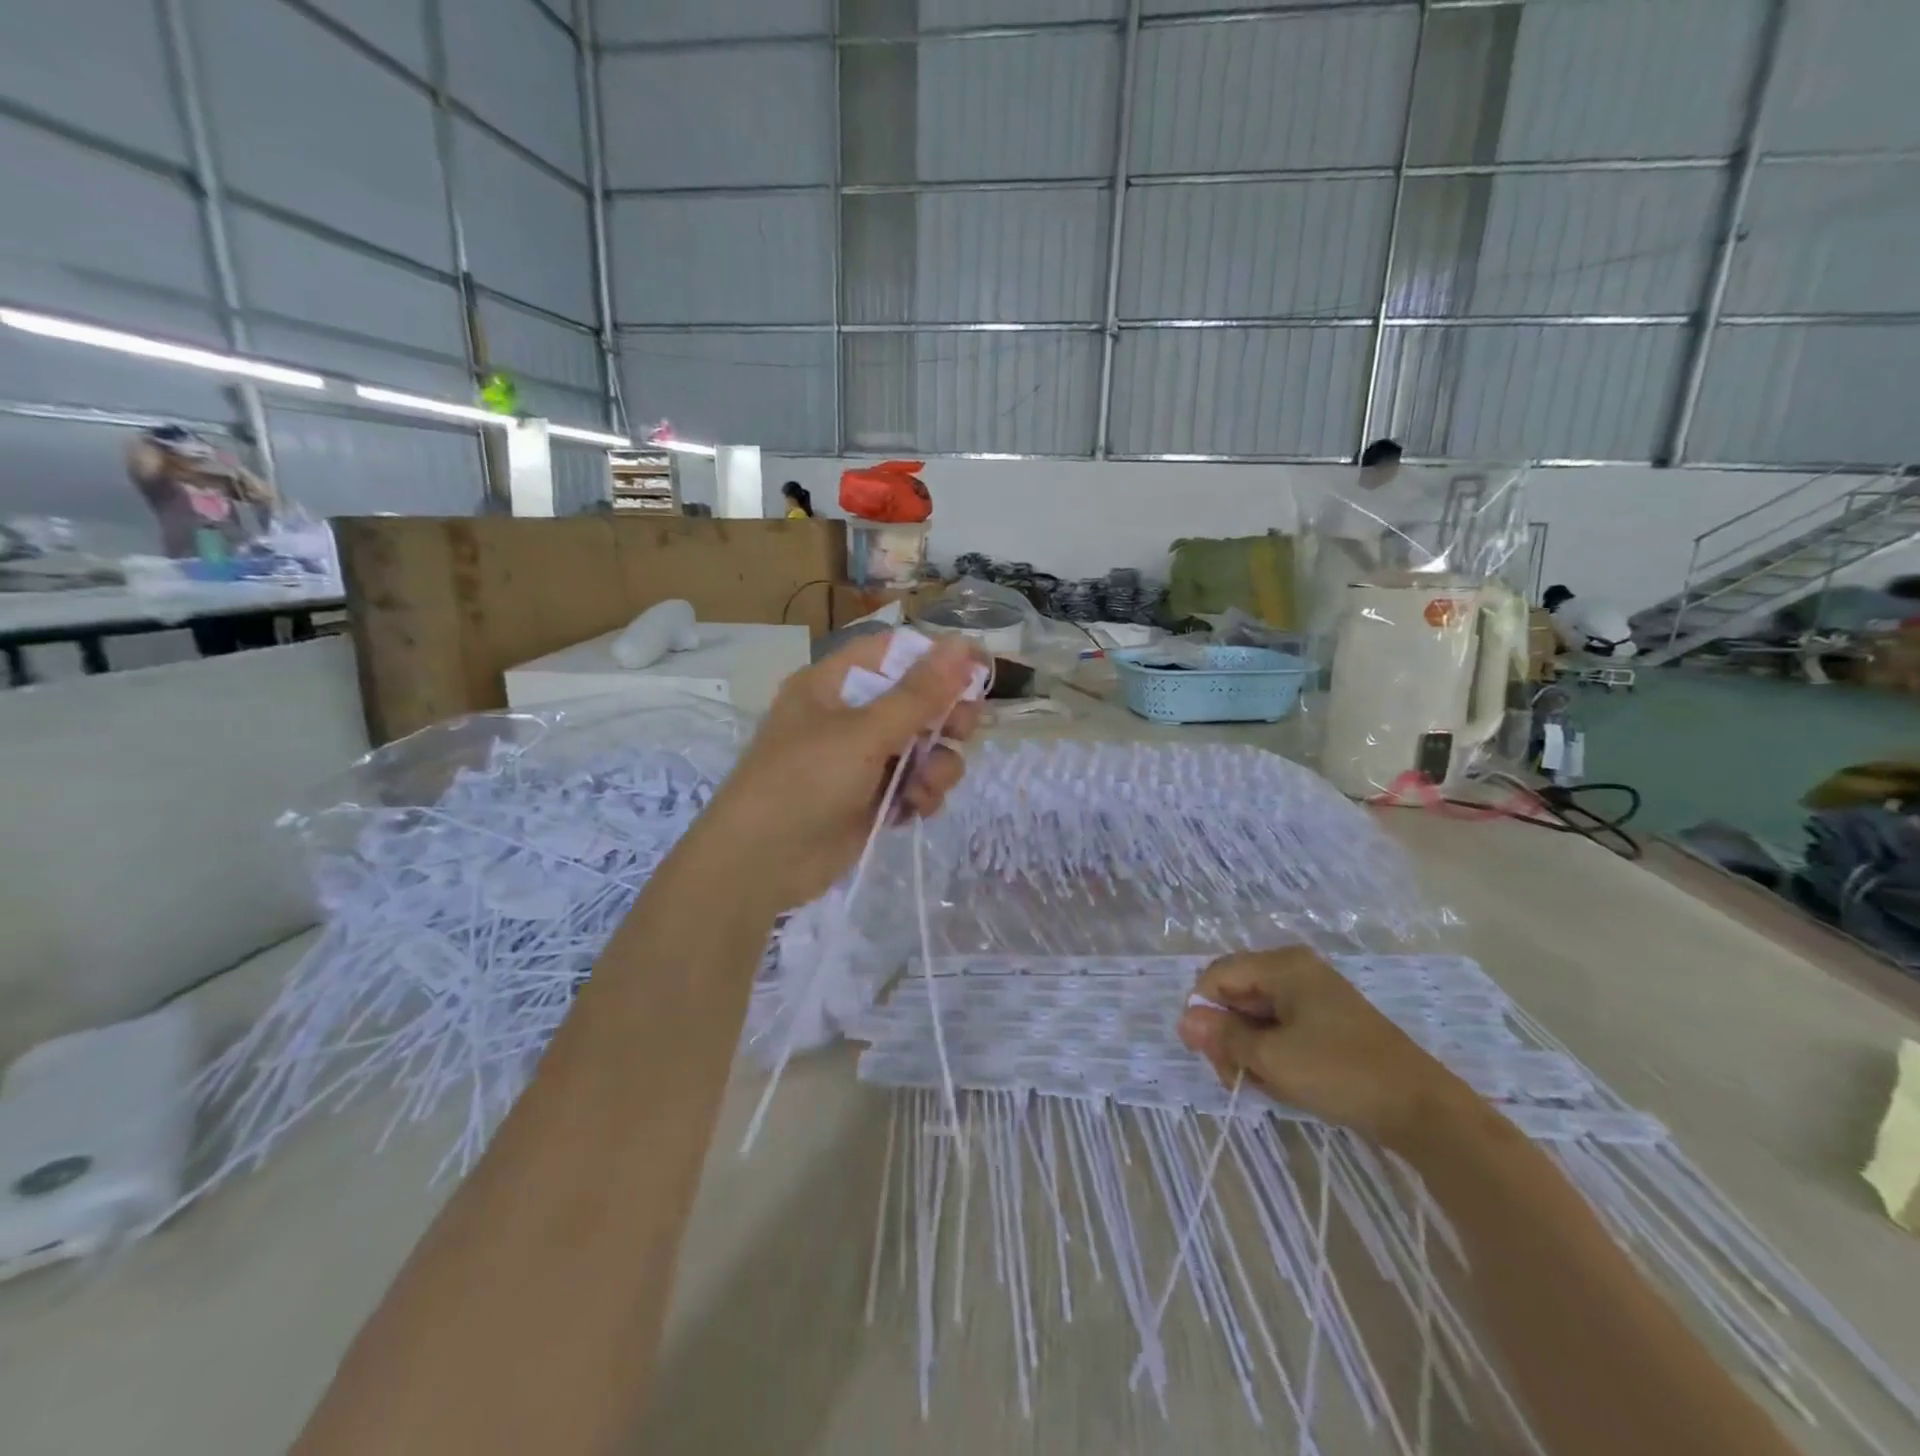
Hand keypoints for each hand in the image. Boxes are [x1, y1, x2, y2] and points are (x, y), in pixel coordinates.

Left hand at [689, 632, 987, 912]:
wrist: (759, 865)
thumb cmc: (805, 782)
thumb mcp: (864, 733)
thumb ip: (919, 693)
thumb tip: (964, 645)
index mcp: (835, 684)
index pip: (897, 653)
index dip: (940, 658)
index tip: (981, 671)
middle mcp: (849, 716)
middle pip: (917, 700)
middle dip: (944, 717)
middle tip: (962, 730)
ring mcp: (861, 760)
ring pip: (922, 746)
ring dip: (935, 764)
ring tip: (925, 786)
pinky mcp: (871, 798)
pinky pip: (913, 783)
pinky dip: (921, 794)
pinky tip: (913, 809)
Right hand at [1176, 947, 1472, 1146]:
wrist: (1422, 1110)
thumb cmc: (1340, 1073)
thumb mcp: (1272, 1057)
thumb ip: (1223, 1036)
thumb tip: (1184, 1020)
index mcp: (1282, 965)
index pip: (1216, 976)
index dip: (1205, 1014)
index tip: (1213, 1058)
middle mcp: (1295, 971)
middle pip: (1235, 995)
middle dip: (1229, 1038)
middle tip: (1238, 1079)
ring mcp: (1313, 996)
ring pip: (1256, 1017)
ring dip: (1250, 1052)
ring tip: (1266, 1086)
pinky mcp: (1326, 1023)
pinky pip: (1281, 1030)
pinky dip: (1274, 1055)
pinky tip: (1284, 1084)